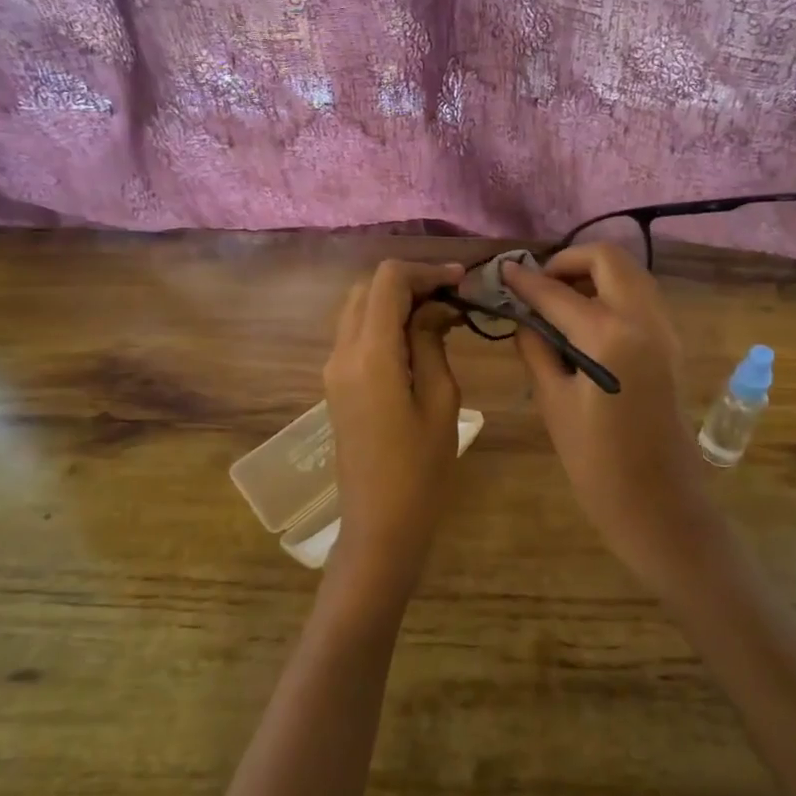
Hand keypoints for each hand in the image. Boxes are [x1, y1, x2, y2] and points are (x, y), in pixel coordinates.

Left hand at [320, 259, 466, 605]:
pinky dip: (384, 323)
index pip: (388, 281)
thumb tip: (434, 309)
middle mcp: (342, 352)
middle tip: (452, 299)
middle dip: (410, 283)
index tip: (462, 282)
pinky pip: (356, 334)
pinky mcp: (336, 384)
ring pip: (359, 309)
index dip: (426, 271)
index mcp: (370, 354)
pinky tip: (418, 340)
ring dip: (395, 302)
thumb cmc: (420, 469)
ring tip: (440, 316)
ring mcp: (333, 368)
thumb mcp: (440, 400)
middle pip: (368, 289)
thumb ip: (432, 343)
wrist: (379, 524)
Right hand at [504, 246, 728, 596]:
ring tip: (558, 302)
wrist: (661, 506)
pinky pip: (641, 298)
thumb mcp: (554, 404)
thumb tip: (524, 319)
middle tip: (539, 285)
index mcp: (610, 335)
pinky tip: (585, 323)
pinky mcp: (672, 345)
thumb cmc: (598, 464)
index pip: (557, 292)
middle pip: (608, 259)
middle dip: (569, 261)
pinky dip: (613, 293)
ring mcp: (665, 329)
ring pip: (630, 274)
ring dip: (594, 274)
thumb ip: (536, 350)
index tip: (502, 272)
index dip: (525, 281)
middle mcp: (644, 318)